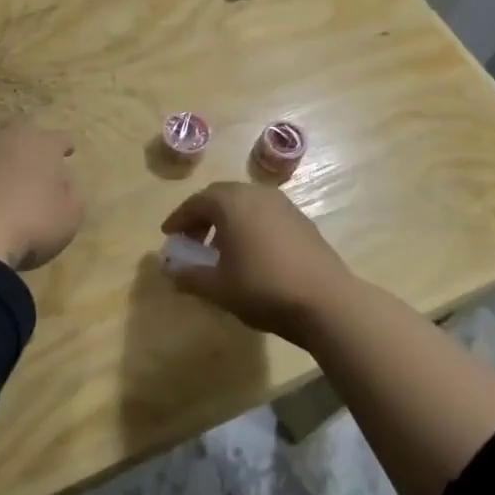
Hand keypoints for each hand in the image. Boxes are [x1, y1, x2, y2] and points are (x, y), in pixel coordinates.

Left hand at [0, 122, 81, 268]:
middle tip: (32, 162)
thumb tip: (62, 180)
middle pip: (20, 132)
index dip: (65, 145)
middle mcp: (6, 139)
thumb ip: (70, 192)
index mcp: (41, 145)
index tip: (68, 151)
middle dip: (27, 144)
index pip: (59, 137)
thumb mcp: (69, 215)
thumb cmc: (31, 224)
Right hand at [160, 182, 354, 345]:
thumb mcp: (218, 287)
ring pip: (245, 203)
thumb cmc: (262, 288)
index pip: (195, 202)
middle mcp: (255, 194)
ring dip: (227, 220)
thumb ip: (189, 276)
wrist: (325, 301)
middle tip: (192, 239)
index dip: (179, 219)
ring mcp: (282, 204)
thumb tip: (171, 272)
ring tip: (221, 247)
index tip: (169, 236)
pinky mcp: (302, 220)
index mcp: (230, 202)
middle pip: (221, 197)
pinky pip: (265, 214)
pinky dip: (250, 225)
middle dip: (202, 216)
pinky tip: (251, 252)